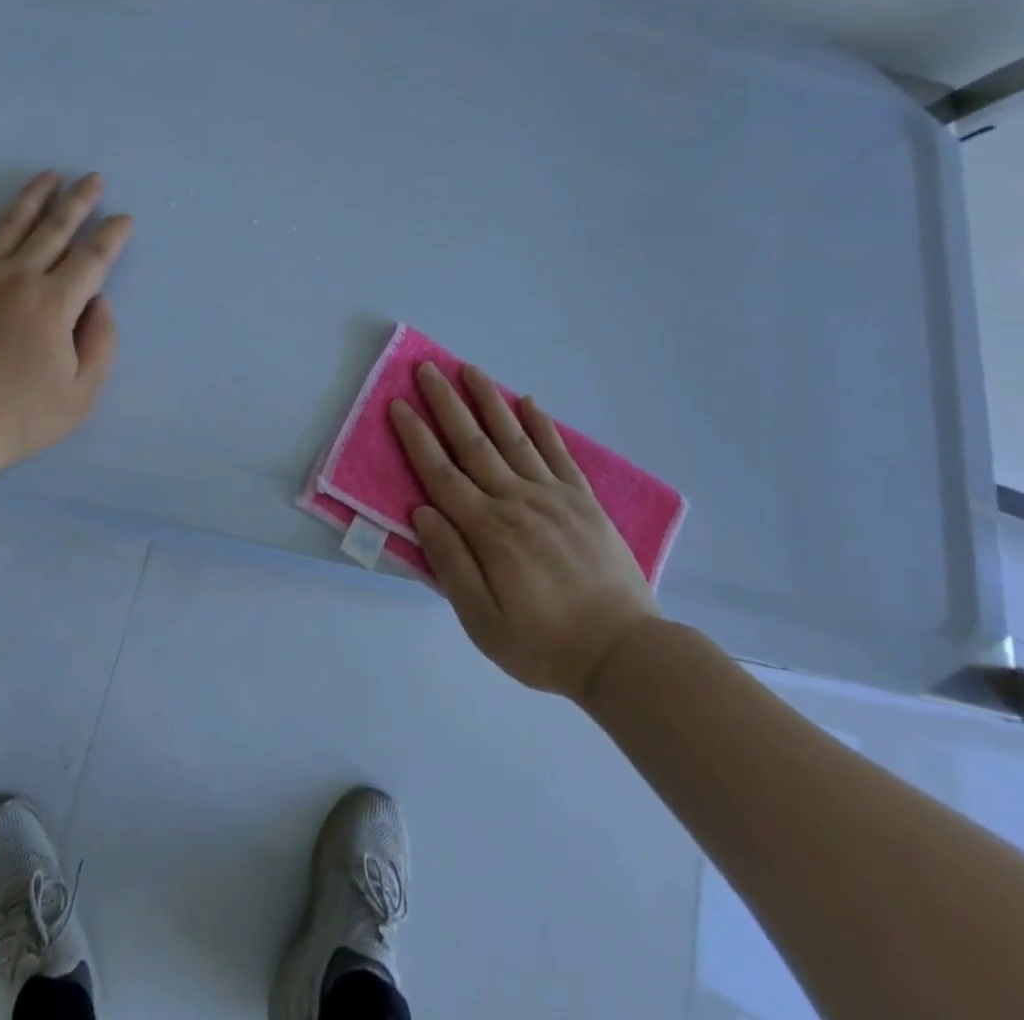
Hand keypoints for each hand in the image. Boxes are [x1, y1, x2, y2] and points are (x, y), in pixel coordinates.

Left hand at [0, 171, 132, 471]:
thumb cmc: (18, 416)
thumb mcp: (80, 394)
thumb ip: (101, 344)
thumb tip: (100, 302)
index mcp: (55, 304)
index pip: (93, 259)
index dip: (113, 236)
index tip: (124, 218)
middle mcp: (19, 277)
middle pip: (56, 229)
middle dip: (80, 201)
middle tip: (94, 178)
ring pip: (12, 222)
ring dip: (34, 195)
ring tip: (49, 174)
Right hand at [389, 363, 659, 703]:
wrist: (625, 655)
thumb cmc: (543, 643)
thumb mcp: (482, 620)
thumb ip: (450, 562)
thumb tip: (422, 511)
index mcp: (487, 530)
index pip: (440, 473)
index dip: (416, 437)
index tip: (398, 405)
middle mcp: (517, 501)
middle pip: (472, 443)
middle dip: (446, 403)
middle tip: (426, 369)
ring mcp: (553, 497)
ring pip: (512, 437)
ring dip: (488, 401)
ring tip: (469, 369)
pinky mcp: (584, 501)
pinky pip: (558, 453)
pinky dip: (542, 425)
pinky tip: (528, 403)